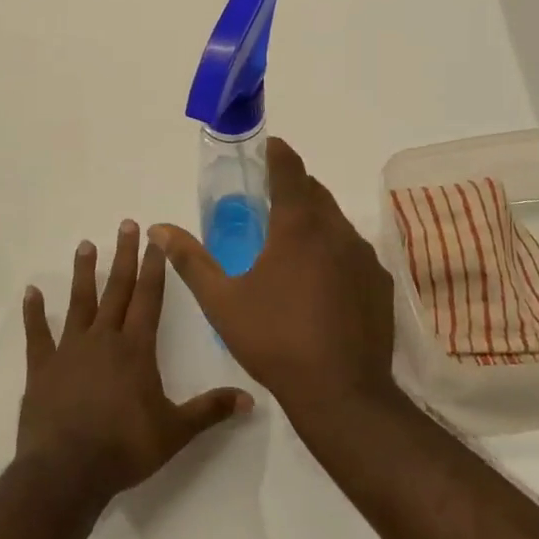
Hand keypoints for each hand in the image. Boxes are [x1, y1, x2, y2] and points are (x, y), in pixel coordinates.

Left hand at [18, 220, 253, 499]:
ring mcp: (70, 351)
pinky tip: (31, 292)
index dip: (154, 268)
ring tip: (85, 245)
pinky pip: (37, 334)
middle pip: (117, 290)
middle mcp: (104, 339)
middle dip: (124, 256)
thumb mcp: (175, 432)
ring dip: (83, 273)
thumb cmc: (125, 448)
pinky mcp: (42, 368)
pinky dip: (34, 312)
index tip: (156, 240)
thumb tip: (251, 399)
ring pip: (79, 303)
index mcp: (136, 349)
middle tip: (126, 225)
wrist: (66, 473)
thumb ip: (210, 411)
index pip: (149, 298)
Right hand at [150, 139, 397, 417]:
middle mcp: (337, 230)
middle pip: (315, 191)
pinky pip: (355, 251)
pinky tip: (322, 281)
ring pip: (337, 222)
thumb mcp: (222, 301)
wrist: (341, 392)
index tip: (266, 147)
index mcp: (298, 225)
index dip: (277, 152)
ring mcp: (364, 256)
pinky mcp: (380, 282)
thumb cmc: (275, 340)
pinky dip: (335, 251)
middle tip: (269, 199)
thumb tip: (158, 229)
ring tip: (292, 242)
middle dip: (293, 186)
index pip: (289, 168)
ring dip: (315, 220)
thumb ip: (190, 260)